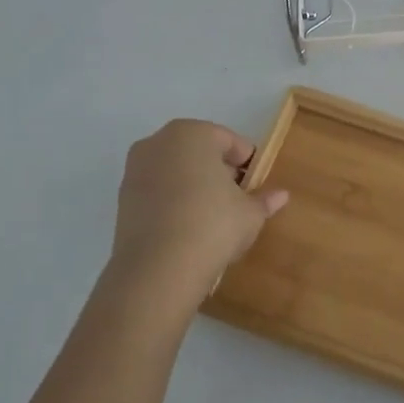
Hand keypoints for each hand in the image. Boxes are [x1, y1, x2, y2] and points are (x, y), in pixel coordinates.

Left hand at [103, 120, 288, 315]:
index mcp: (193, 133)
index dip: (247, 163)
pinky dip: (172, 201)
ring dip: (193, 185)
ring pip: (175, 170)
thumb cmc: (213, 225)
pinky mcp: (122, 198)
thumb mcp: (250, 213)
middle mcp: (159, 142)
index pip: (229, 141)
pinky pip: (157, 191)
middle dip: (218, 170)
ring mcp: (135, 169)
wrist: (158, 269)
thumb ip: (264, 200)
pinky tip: (187, 227)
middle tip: (237, 198)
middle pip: (199, 151)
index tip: (256, 185)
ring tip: (212, 216)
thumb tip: (281, 195)